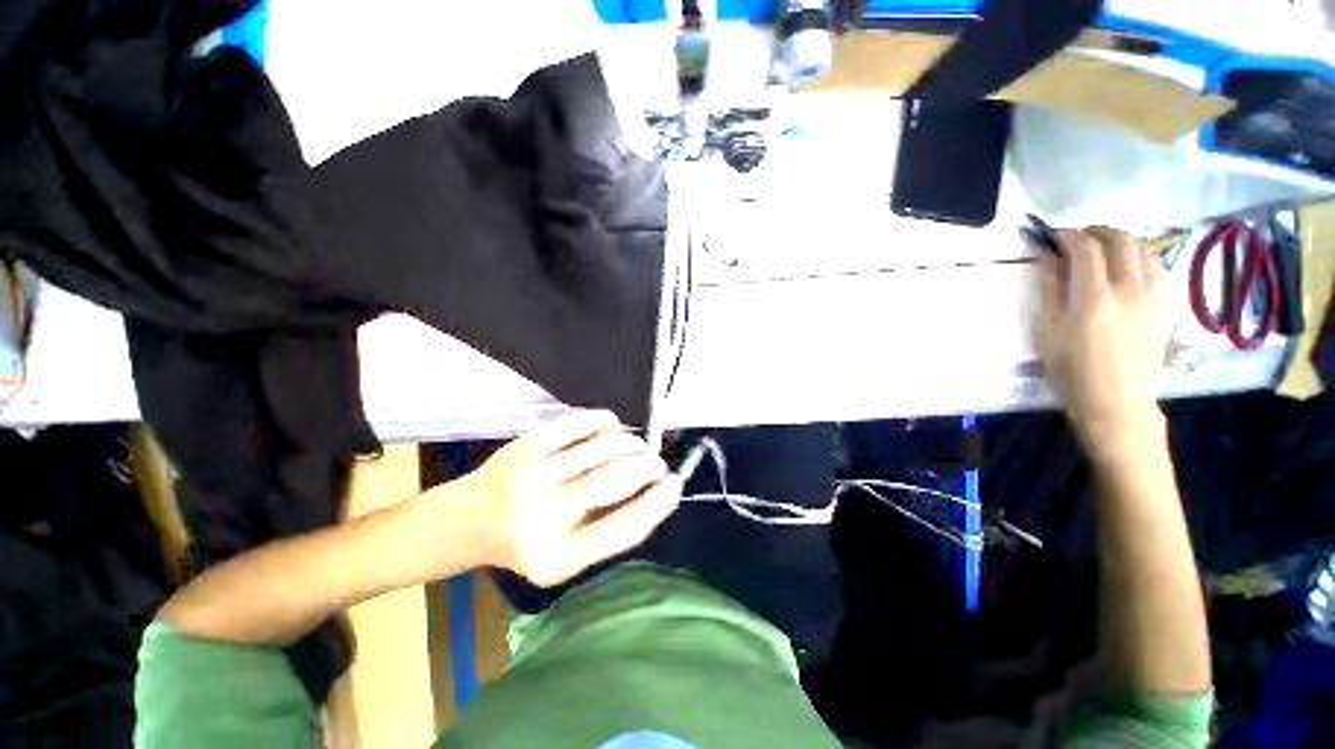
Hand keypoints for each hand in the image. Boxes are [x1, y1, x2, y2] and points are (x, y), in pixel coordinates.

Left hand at [450, 410, 680, 587]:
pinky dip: (606, 420)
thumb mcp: (566, 557)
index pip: (623, 529)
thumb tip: (655, 490)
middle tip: (657, 463)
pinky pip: (579, 423)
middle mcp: (543, 515)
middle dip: (648, 466)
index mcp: (557, 558)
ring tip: (636, 447)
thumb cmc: (525, 543)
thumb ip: (608, 530)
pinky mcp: (526, 445)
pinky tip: (613, 427)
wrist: (467, 520)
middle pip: (615, 480)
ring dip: (631, 443)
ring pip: (602, 447)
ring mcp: (533, 475)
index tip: (676, 485)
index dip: (657, 504)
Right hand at [1035, 227, 1168, 455]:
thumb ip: (1050, 291)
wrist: (1116, 401)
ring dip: (1122, 241)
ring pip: (1144, 251)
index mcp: (1094, 298)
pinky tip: (1129, 268)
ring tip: (1104, 248)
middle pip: (1120, 241)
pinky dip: (1141, 259)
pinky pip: (1158, 269)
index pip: (1085, 249)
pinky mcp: (1165, 307)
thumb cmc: (1071, 370)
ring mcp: (1153, 297)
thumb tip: (1049, 260)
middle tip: (1079, 236)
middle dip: (1097, 231)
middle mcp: (1129, 290)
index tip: (1054, 236)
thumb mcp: (1048, 333)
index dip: (1068, 236)